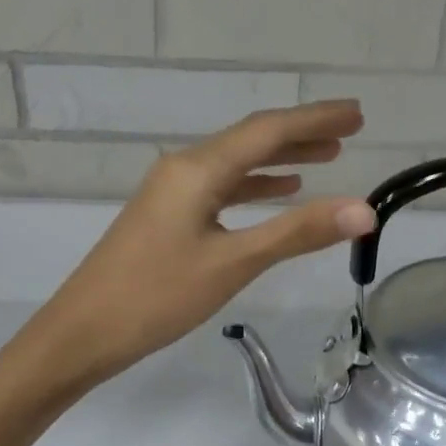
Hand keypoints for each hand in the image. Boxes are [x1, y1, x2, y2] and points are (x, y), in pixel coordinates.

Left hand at [21, 101, 377, 386]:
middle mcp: (185, 168)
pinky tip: (280, 190)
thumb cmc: (156, 296)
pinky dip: (255, 184)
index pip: (268, 131)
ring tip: (327, 156)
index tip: (357, 113)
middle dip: (302, 132)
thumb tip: (363, 210)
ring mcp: (173, 191)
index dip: (316, 119)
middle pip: (252, 139)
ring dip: (281, 157)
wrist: (82, 332)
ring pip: (237, 163)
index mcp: (198, 170)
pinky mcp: (169, 214)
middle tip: (350, 129)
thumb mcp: (232, 264)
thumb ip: (297, 232)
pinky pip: (222, 187)